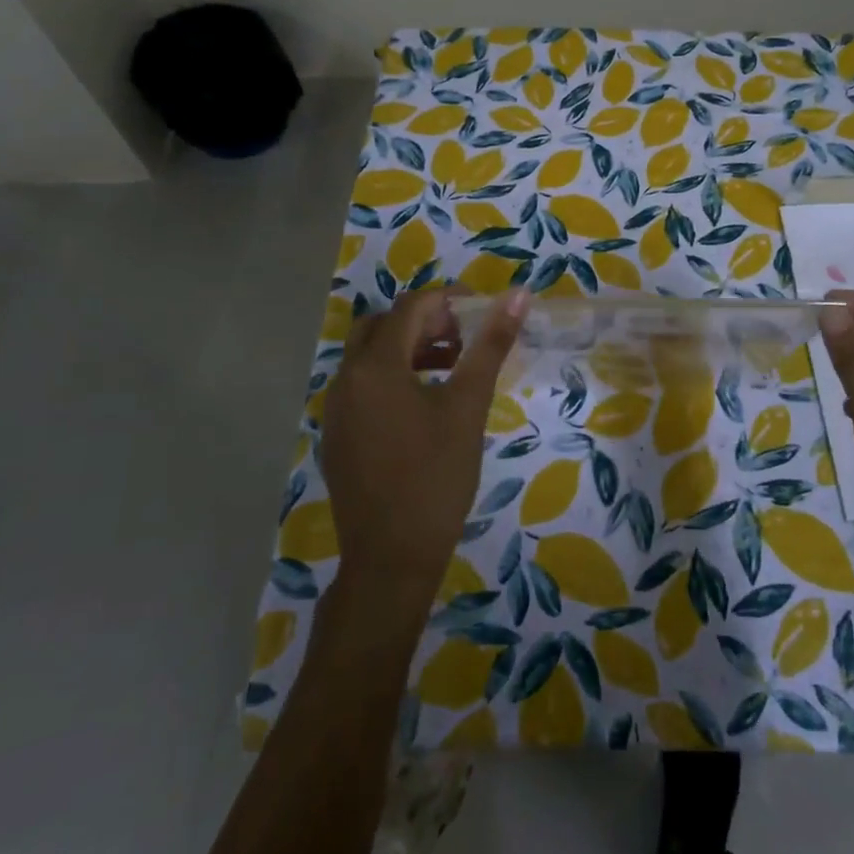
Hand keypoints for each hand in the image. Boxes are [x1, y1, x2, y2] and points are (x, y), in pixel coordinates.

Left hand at [322, 287, 527, 609]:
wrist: (391, 558)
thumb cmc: (436, 477)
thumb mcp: (468, 407)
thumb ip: (490, 346)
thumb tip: (518, 295)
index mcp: (376, 366)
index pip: (411, 307)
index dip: (449, 301)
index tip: (483, 312)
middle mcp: (346, 379)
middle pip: (382, 325)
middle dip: (424, 322)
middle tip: (463, 337)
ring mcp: (336, 409)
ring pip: (369, 356)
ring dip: (408, 348)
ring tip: (451, 366)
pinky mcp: (337, 435)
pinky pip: (362, 386)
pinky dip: (391, 376)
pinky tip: (424, 405)